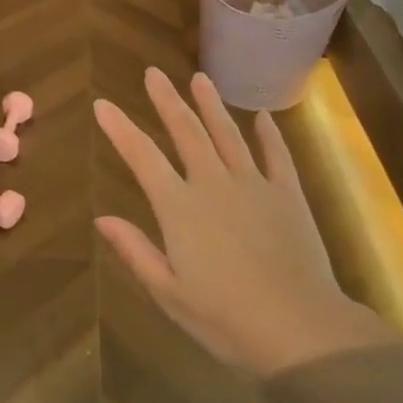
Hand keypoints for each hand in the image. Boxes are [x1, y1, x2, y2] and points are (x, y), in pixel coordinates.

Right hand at [94, 68, 396, 376]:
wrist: (300, 329)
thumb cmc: (226, 319)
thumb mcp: (169, 293)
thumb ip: (135, 251)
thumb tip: (102, 219)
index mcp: (179, 208)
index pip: (142, 157)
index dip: (120, 129)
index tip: (102, 104)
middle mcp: (213, 184)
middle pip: (186, 132)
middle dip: (167, 100)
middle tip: (153, 73)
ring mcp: (253, 185)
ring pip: (227, 134)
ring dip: (211, 105)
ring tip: (199, 78)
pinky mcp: (288, 195)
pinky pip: (276, 155)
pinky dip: (268, 134)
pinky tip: (262, 116)